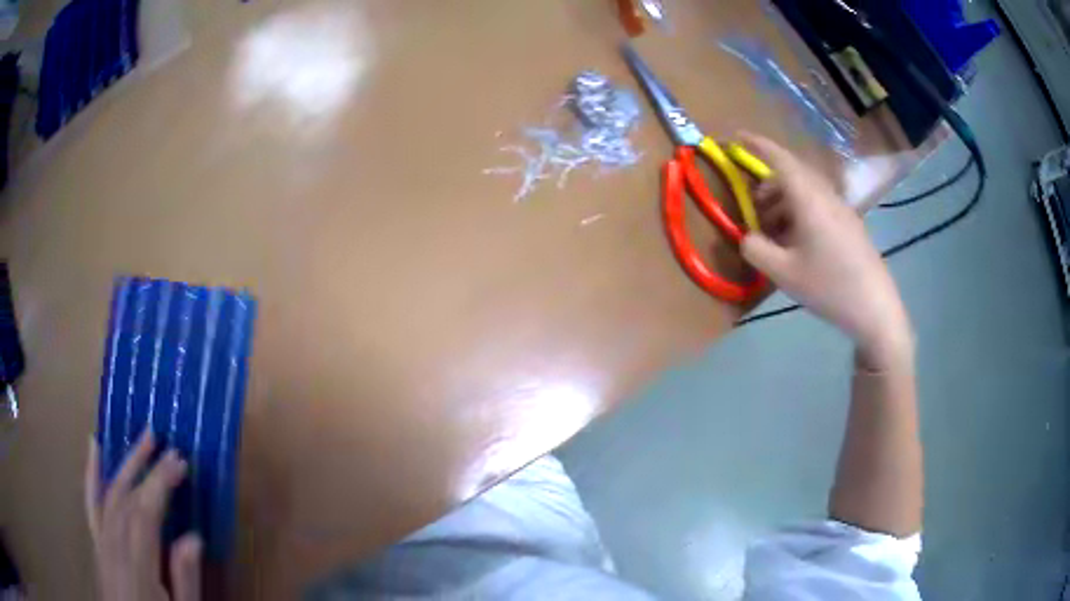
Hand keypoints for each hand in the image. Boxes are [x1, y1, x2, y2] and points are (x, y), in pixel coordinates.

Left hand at [86, 431, 202, 600]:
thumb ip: (185, 579)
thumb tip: (193, 537)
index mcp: (136, 565)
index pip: (145, 512)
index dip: (160, 482)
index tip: (179, 462)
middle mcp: (113, 545)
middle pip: (126, 497)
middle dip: (147, 469)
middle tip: (169, 448)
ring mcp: (101, 541)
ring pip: (109, 493)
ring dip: (125, 464)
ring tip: (143, 439)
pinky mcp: (96, 543)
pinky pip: (91, 503)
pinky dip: (91, 473)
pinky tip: (94, 447)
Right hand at [738, 133, 912, 369]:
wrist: (875, 308)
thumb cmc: (829, 286)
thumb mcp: (784, 273)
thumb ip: (757, 249)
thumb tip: (747, 237)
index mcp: (810, 199)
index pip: (780, 159)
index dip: (757, 145)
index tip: (737, 137)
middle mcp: (827, 196)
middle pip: (794, 174)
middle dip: (769, 183)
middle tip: (754, 206)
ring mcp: (842, 210)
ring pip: (807, 191)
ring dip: (785, 201)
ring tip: (774, 232)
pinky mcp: (851, 226)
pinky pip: (820, 205)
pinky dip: (801, 213)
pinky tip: (798, 243)